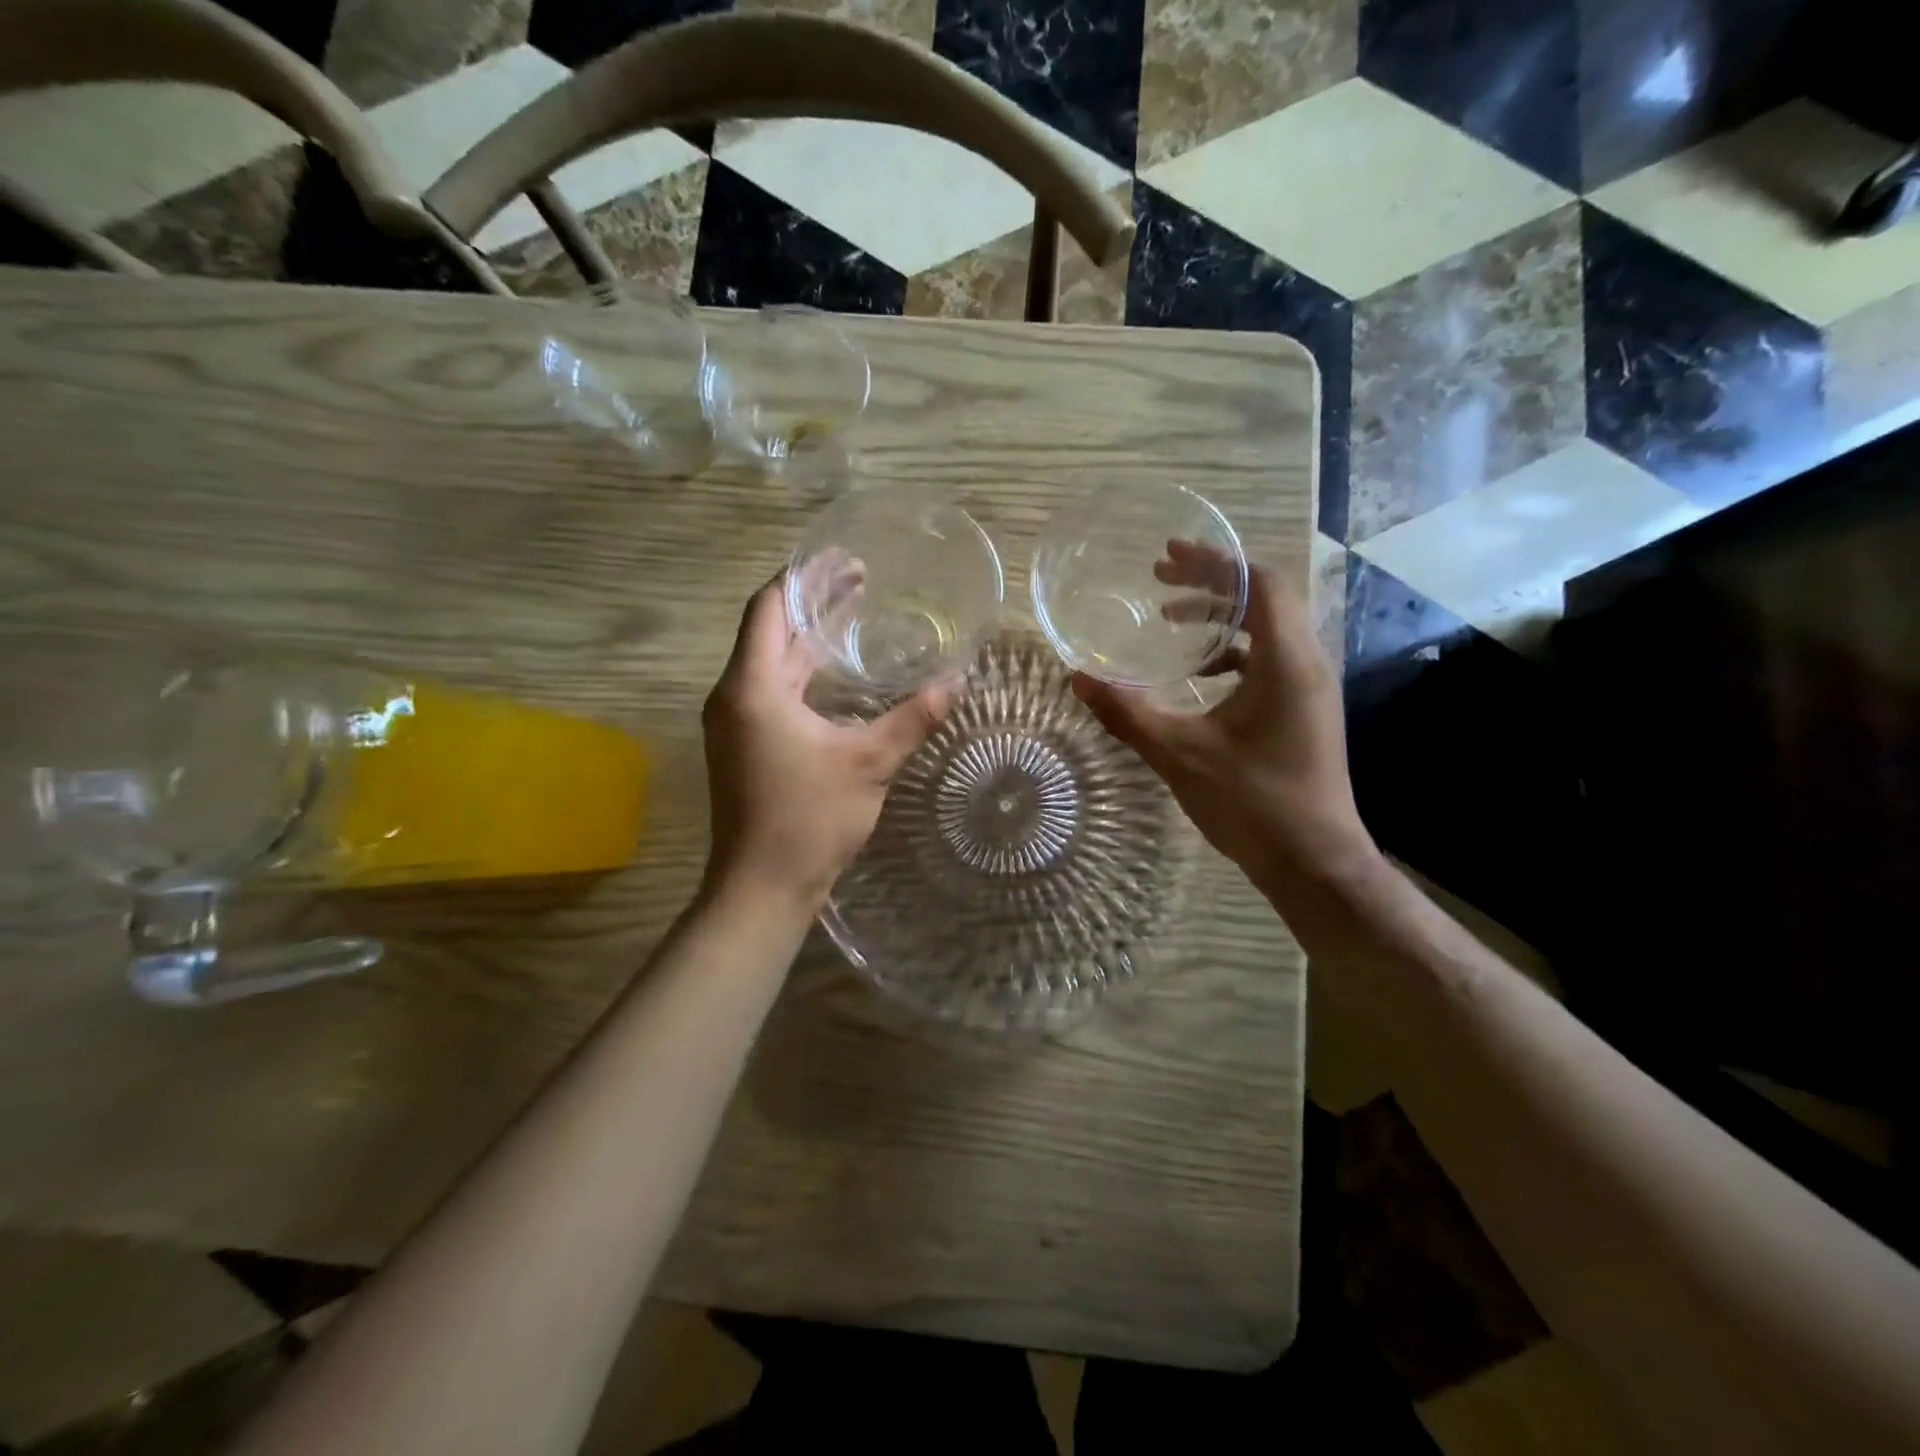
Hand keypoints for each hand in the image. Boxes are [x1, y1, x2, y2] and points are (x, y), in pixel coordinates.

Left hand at [702, 575, 953, 912]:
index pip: (769, 608)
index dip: (804, 578)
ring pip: (771, 662)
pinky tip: (837, 674)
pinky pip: (772, 690)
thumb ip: (912, 718)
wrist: (762, 888)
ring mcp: (736, 723)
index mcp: (752, 687)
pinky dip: (803, 671)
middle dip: (813, 603)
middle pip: (770, 631)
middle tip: (861, 581)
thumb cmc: (808, 819)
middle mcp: (734, 696)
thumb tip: (957, 681)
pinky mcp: (745, 745)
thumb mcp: (868, 763)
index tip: (843, 560)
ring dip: (809, 638)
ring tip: (854, 615)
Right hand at [1072, 541, 1376, 895]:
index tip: (1168, 556)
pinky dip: (1234, 650)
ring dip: (1222, 616)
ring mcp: (1310, 688)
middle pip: (1265, 598)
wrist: (1315, 863)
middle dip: (1212, 583)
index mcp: (1286, 662)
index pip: (1259, 584)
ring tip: (1171, 620)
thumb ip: (1128, 713)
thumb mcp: (1180, 754)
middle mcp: (1307, 664)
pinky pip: (1270, 659)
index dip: (1214, 563)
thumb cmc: (1253, 803)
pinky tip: (1200, 673)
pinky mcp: (1305, 711)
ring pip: (1269, 628)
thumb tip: (1079, 678)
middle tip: (1160, 582)